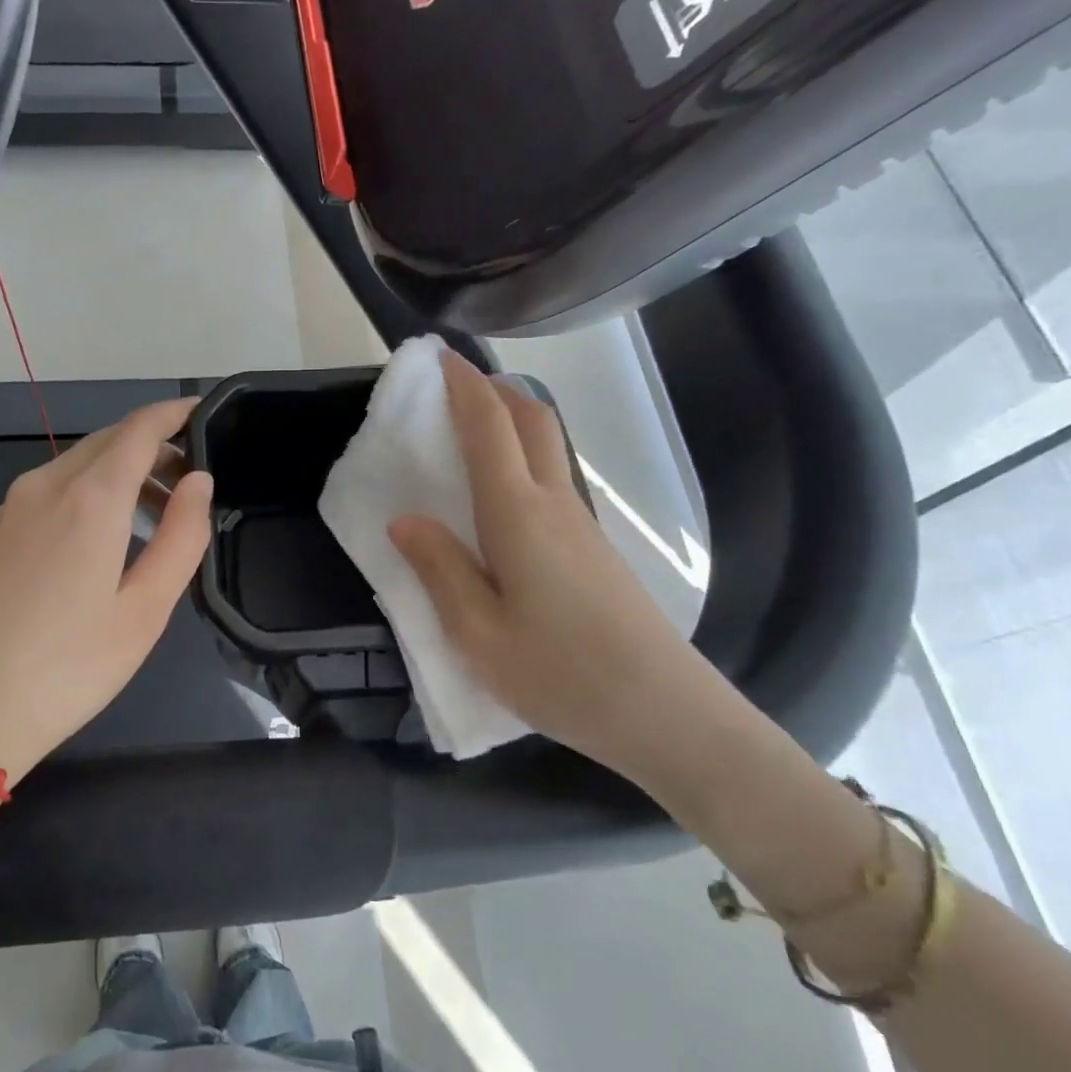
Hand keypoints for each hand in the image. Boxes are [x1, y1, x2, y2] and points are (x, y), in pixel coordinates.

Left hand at [0, 399, 212, 785]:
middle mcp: (45, 485)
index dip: (175, 413)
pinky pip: (51, 490)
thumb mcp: (145, 610)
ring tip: (157, 515)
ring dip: (121, 472)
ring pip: (77, 464)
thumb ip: (182, 537)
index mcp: (90, 498)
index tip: (204, 414)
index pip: (140, 428)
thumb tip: (198, 482)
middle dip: (153, 445)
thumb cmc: (66, 668)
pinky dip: (89, 492)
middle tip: (191, 479)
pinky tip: (102, 539)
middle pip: (108, 440)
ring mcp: (10, 508)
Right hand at [387, 352, 746, 787]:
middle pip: (533, 419)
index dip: (463, 386)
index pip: (490, 427)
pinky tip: (500, 496)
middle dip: (493, 389)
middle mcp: (554, 504)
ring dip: (512, 421)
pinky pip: (554, 480)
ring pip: (548, 447)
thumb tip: (405, 520)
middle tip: (453, 386)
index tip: (437, 358)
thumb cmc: (560, 674)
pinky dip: (524, 459)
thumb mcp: (476, 634)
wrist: (665, 713)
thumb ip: (439, 569)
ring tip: (469, 432)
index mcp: (518, 514)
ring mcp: (581, 525)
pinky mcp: (594, 549)